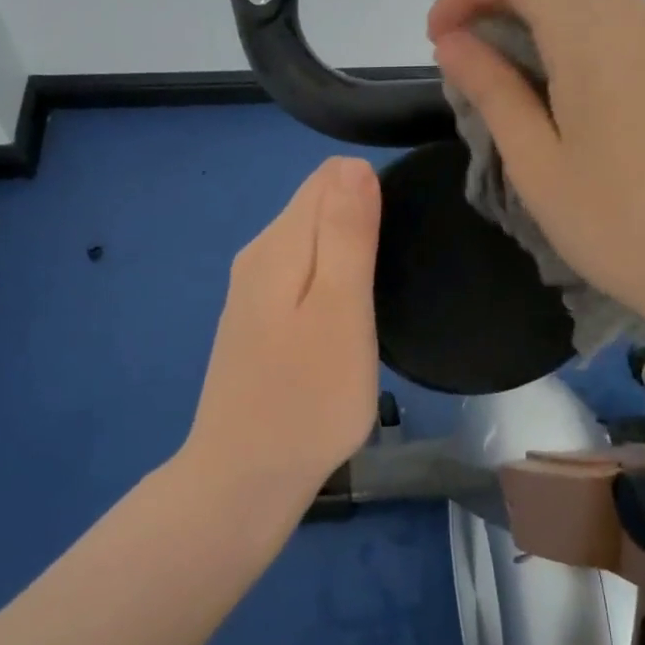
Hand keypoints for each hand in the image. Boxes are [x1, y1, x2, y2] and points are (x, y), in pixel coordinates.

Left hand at [178, 156, 382, 518]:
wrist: (245, 480)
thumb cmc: (308, 397)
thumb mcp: (340, 309)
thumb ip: (346, 233)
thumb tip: (353, 164)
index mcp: (277, 243)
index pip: (328, 177)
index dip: (371, 192)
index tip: (398, 236)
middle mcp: (258, 254)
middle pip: (317, 204)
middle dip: (360, 219)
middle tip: (395, 271)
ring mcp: (252, 290)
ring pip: (311, 241)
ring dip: (348, 252)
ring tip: (379, 293)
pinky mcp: (257, 321)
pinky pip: (301, 274)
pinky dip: (330, 280)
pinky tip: (347, 316)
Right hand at [428, 0, 644, 342]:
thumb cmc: (618, 226)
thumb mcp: (536, 164)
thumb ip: (492, 90)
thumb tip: (453, 42)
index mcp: (591, 34)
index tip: (442, 40)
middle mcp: (635, 18)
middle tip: (473, 53)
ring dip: (542, 10)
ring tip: (515, 70)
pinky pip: (624, 19)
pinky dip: (580, 29)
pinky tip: (569, 88)